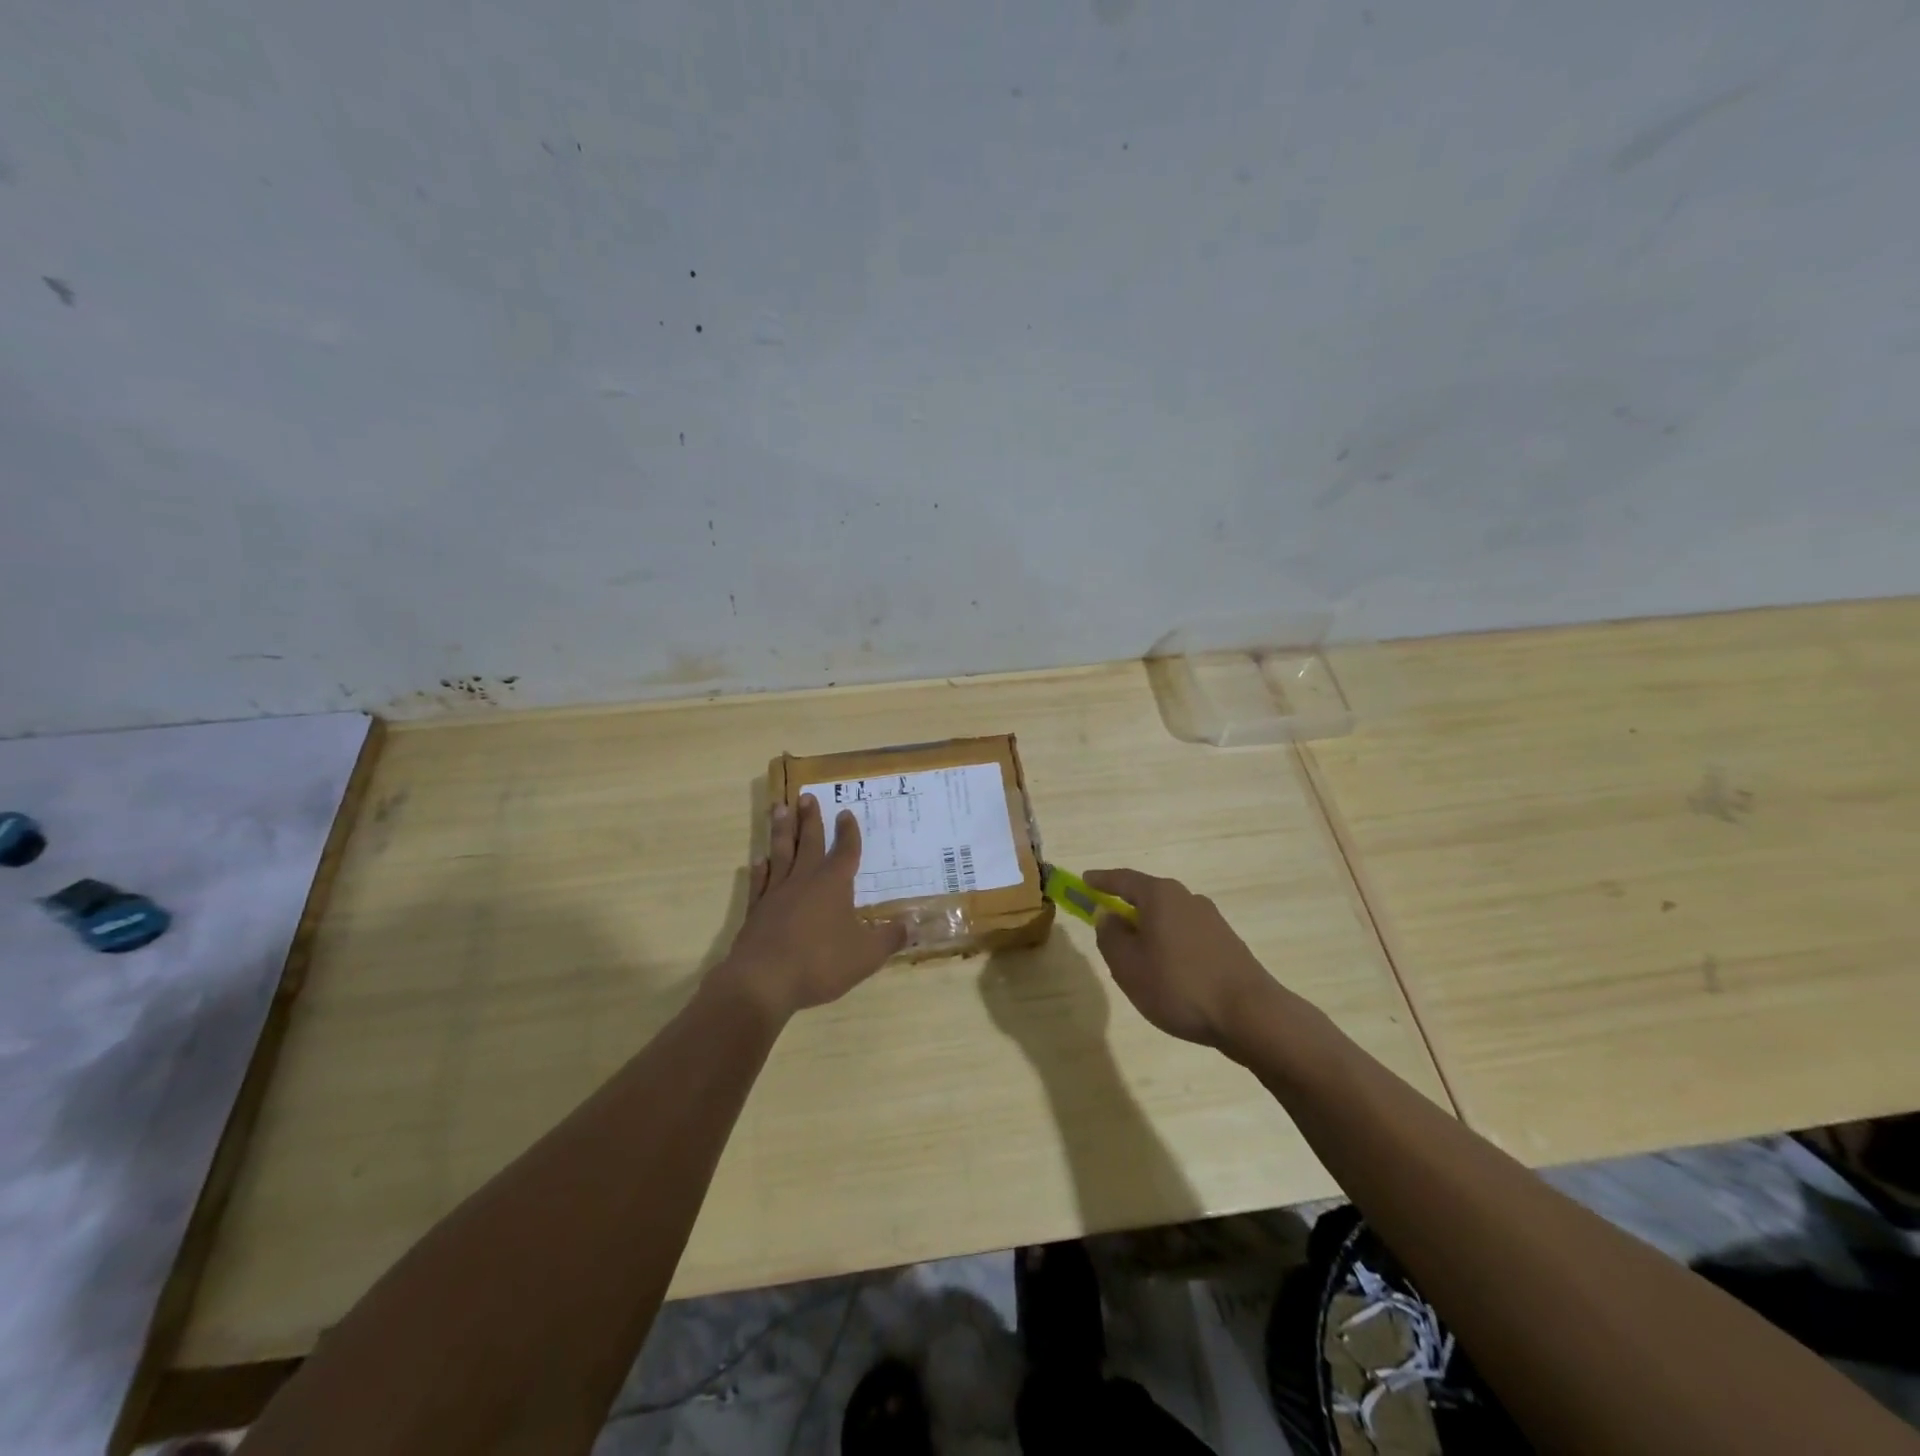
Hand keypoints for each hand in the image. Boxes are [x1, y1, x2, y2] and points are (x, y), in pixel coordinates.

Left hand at [716, 795, 906, 1020]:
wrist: (764, 981)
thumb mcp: (866, 955)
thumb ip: (889, 938)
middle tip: (806, 796)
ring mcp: (776, 894)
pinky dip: (760, 870)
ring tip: (779, 808)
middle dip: (810, 819)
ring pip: (781, 853)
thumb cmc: (820, 963)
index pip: (845, 851)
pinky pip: (759, 882)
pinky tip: (759, 860)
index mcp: (834, 884)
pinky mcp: (756, 911)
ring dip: (781, 831)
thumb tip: (912, 925)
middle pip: (809, 842)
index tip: (846, 813)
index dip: (848, 832)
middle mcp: (804, 880)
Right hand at [1083, 868, 1281, 1049]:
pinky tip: (1169, 976)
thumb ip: (1110, 936)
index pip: (1123, 879)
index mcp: (1160, 896)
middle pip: (1148, 897)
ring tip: (1138, 964)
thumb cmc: (1178, 986)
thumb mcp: (1128, 966)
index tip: (1084, 880)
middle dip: (1126, 910)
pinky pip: (1186, 936)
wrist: (1250, 1015)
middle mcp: (1187, 898)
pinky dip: (1170, 947)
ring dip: (1150, 933)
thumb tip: (1108, 916)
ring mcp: (1212, 920)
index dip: (1101, 880)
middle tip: (1108, 930)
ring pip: (1169, 919)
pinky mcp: (1227, 943)